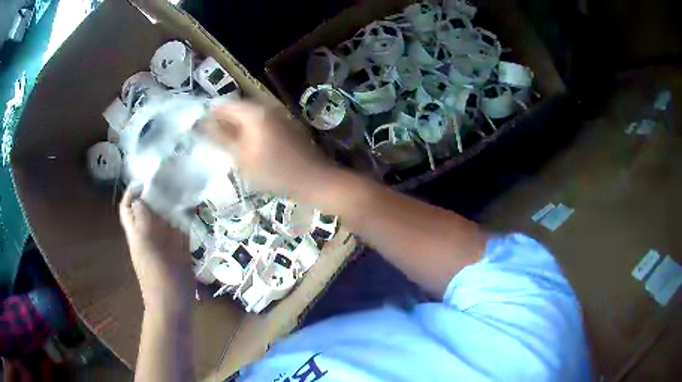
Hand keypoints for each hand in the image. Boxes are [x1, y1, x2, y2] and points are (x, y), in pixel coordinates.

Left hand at [120, 188, 192, 313]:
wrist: (173, 305)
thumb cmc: (157, 278)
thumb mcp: (146, 246)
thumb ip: (142, 222)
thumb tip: (141, 198)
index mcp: (137, 233)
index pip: (129, 207)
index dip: (134, 191)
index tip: (148, 179)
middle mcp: (150, 234)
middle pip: (149, 208)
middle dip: (157, 193)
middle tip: (171, 179)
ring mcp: (166, 242)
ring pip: (167, 217)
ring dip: (173, 203)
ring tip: (185, 187)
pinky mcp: (181, 250)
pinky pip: (182, 229)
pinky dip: (187, 218)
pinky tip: (194, 208)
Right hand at [205, 101, 333, 199]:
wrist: (314, 179)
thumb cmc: (275, 171)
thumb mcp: (242, 157)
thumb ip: (221, 138)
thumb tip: (203, 123)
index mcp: (255, 112)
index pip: (225, 105)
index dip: (211, 115)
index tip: (200, 129)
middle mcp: (268, 107)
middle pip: (238, 109)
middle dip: (224, 122)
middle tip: (212, 140)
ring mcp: (280, 116)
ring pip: (250, 117)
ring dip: (237, 128)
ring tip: (227, 146)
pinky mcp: (287, 126)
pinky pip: (262, 124)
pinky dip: (251, 132)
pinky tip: (248, 148)